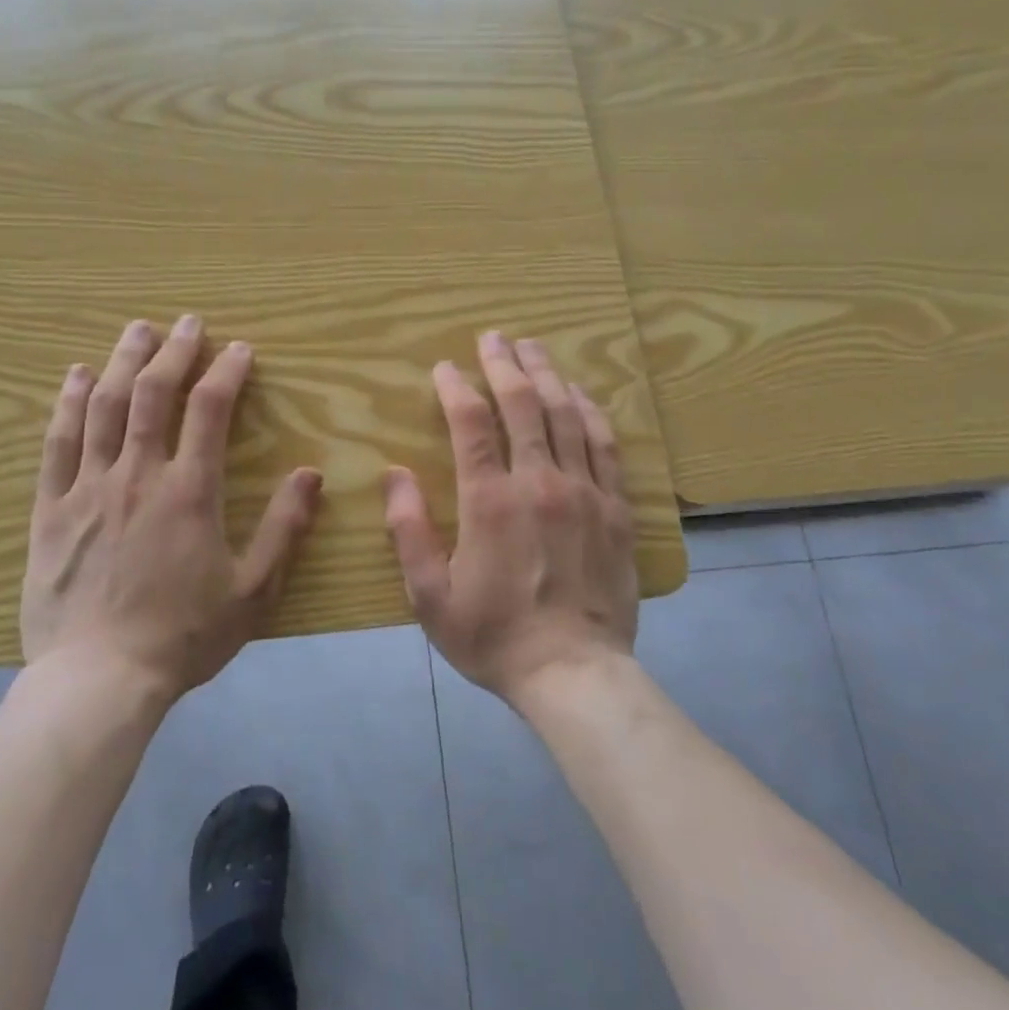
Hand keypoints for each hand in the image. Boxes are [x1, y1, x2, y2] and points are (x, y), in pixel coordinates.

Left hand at [20, 317, 323, 704]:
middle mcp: (137, 474)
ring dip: (122, 361)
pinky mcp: (50, 509)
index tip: (240, 349)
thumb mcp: (253, 591)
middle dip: (174, 350)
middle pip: (152, 393)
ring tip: (137, 330)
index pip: (209, 410)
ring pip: (102, 406)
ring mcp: (88, 487)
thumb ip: (284, 529)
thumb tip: (310, 473)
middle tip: (189, 322)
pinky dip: (66, 403)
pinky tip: (74, 376)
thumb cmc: (183, 636)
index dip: (226, 372)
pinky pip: (57, 443)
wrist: (98, 679)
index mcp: (189, 491)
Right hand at [383, 331, 637, 703]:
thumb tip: (393, 474)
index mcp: (490, 501)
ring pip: (566, 415)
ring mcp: (584, 492)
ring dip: (547, 375)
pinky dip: (591, 412)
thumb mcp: (430, 596)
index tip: (445, 368)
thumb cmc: (494, 637)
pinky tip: (581, 394)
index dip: (456, 388)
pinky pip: (605, 446)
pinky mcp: (616, 508)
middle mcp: (539, 483)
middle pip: (523, 404)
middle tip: (493, 337)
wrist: (574, 673)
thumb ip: (408, 531)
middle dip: (504, 364)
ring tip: (533, 348)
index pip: (471, 424)